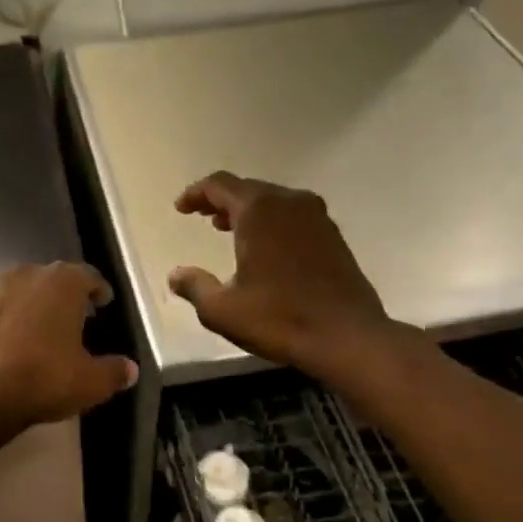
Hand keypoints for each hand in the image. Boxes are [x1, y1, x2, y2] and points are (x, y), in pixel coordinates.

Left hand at [0, 262, 138, 436]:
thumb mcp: (92, 382)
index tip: (104, 302)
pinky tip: (17, 343)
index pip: (88, 276)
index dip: (99, 290)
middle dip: (67, 295)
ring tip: (47, 328)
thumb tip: (130, 369)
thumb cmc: (44, 378)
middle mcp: (27, 276)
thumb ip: (115, 371)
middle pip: (54, 279)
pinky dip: (13, 321)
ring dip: (37, 305)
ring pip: (24, 292)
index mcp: (62, 282)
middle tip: (79, 314)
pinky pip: (2, 311)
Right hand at [168, 172, 399, 378]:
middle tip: (202, 216)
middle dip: (221, 200)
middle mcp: (290, 203)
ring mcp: (317, 217)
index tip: (181, 208)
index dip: (196, 193)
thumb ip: (194, 287)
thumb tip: (176, 275)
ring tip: (227, 229)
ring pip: (273, 201)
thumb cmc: (279, 318)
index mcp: (259, 211)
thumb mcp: (222, 309)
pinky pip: (293, 216)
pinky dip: (271, 222)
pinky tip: (264, 247)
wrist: (347, 336)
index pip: (220, 185)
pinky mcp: (333, 236)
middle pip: (247, 189)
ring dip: (247, 211)